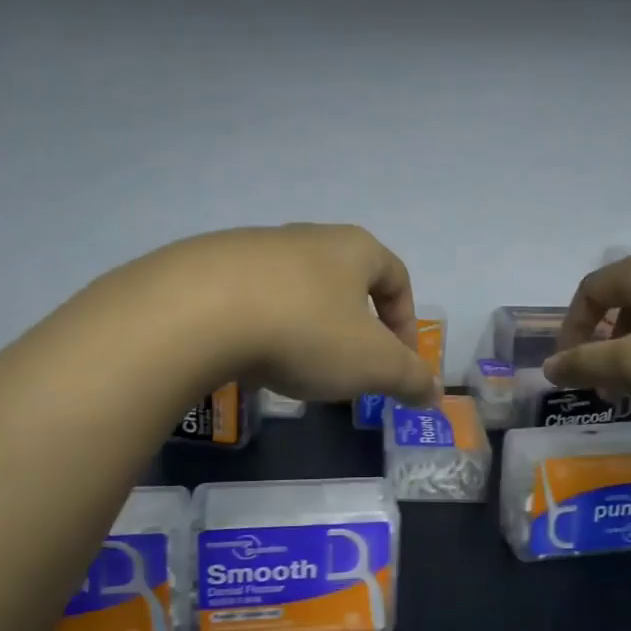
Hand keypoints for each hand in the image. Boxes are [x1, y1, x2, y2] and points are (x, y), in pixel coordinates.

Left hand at [118, 224, 441, 406]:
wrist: (197, 311)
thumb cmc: (305, 331)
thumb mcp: (372, 364)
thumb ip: (409, 378)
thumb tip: (433, 392)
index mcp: (353, 249)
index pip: (397, 277)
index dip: (406, 322)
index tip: (399, 363)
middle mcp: (307, 238)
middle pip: (345, 282)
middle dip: (355, 328)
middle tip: (349, 371)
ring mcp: (254, 248)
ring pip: (296, 290)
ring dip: (306, 329)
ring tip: (296, 370)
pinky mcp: (208, 267)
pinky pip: (250, 300)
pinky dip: (261, 328)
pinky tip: (248, 359)